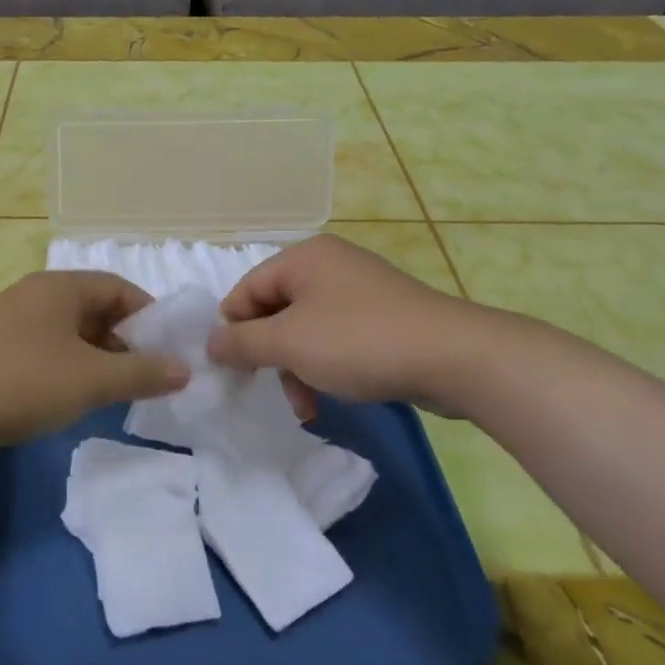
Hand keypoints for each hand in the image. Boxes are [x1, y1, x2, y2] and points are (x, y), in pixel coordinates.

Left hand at [0, 271, 189, 458]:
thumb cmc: (23, 381)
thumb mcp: (91, 379)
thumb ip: (141, 373)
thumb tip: (184, 369)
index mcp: (60, 287)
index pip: (118, 288)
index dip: (149, 315)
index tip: (169, 348)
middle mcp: (35, 295)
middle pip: (93, 308)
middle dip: (124, 339)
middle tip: (145, 374)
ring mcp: (10, 321)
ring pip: (68, 332)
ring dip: (96, 356)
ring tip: (113, 390)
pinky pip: (45, 349)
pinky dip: (68, 367)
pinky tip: (71, 397)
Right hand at [208, 234, 502, 416]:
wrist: (454, 357)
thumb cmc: (358, 341)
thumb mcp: (289, 343)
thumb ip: (241, 342)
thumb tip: (211, 342)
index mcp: (303, 257)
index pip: (246, 290)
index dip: (233, 330)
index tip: (233, 370)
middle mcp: (329, 265)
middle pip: (275, 311)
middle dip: (269, 356)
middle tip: (269, 390)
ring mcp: (359, 290)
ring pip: (305, 330)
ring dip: (297, 369)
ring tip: (305, 407)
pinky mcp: (383, 316)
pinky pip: (337, 338)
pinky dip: (326, 366)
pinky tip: (331, 397)